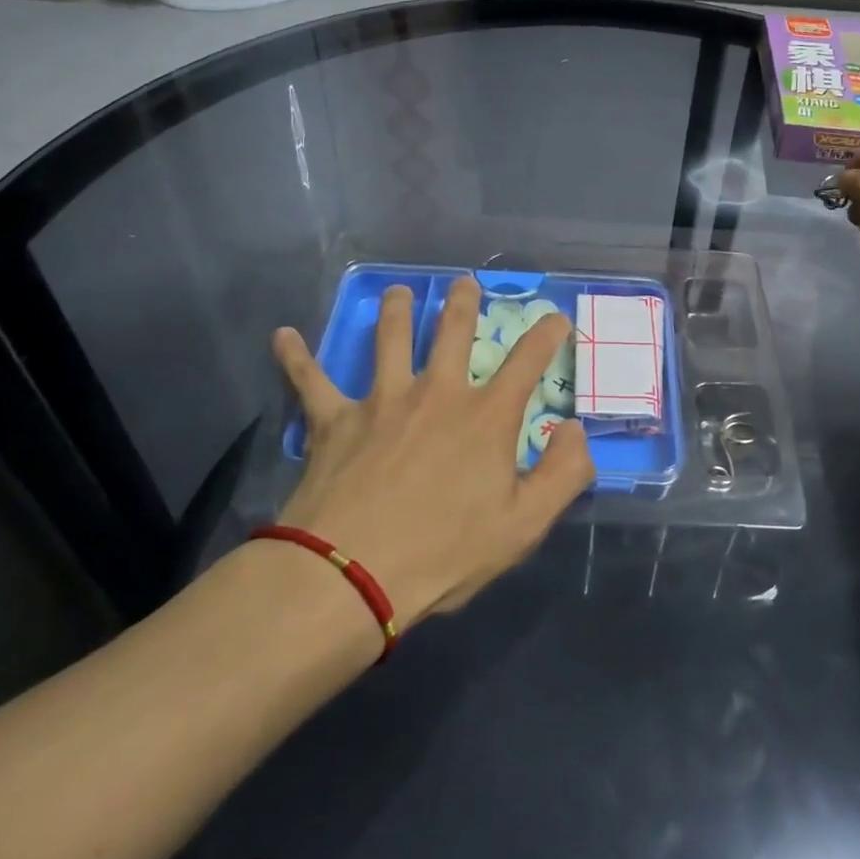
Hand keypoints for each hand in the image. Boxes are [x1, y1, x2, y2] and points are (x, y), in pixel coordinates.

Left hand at [270, 278, 593, 623]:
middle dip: (463, 302)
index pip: (528, 360)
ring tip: (398, 292)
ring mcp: (381, 400)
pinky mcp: (333, 420)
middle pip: (453, 331)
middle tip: (465, 282)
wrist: (350, 575)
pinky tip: (282, 336)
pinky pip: (310, 380)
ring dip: (395, 310)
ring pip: (389, 339)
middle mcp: (436, 392)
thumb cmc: (444, 552)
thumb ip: (564, 474)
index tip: (557, 317)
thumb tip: (577, 431)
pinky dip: (295, 357)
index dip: (548, 333)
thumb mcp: (524, 525)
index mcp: (485, 416)